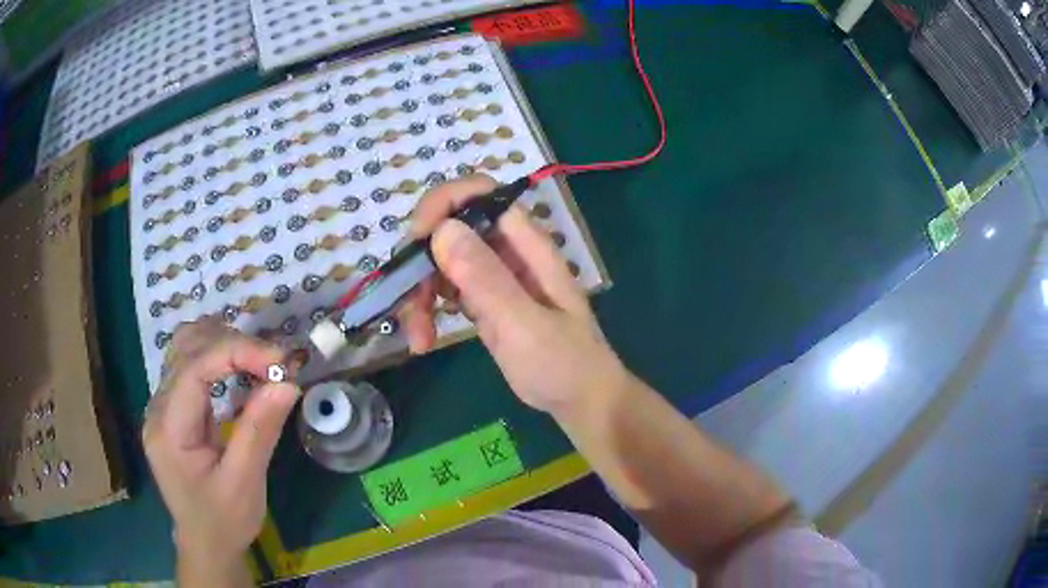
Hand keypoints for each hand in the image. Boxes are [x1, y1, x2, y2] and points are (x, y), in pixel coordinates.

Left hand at [142, 319, 298, 580]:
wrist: (206, 544)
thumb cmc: (224, 520)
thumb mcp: (245, 483)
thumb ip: (259, 431)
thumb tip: (288, 382)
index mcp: (168, 428)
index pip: (194, 368)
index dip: (236, 352)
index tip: (280, 360)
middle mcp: (158, 407)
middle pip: (187, 348)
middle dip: (233, 344)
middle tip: (275, 364)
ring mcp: (162, 404)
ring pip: (186, 347)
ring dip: (224, 343)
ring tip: (260, 362)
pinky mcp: (173, 407)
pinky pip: (191, 363)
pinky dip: (218, 356)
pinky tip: (240, 369)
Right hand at [400, 175, 627, 414]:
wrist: (579, 400)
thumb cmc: (563, 363)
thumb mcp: (523, 324)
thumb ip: (486, 278)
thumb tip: (443, 230)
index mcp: (525, 244)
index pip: (479, 194)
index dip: (443, 204)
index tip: (416, 240)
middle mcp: (506, 251)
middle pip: (449, 229)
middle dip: (421, 261)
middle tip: (410, 305)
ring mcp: (493, 276)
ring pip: (440, 261)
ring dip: (418, 293)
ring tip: (419, 337)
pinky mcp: (483, 301)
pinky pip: (444, 290)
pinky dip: (427, 310)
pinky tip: (425, 339)